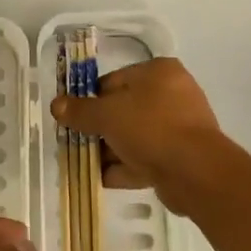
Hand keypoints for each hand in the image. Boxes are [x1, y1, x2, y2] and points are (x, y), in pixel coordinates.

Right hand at [51, 57, 231, 216]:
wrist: (195, 172)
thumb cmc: (150, 128)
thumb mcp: (107, 115)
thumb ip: (80, 111)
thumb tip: (56, 105)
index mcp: (158, 72)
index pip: (114, 81)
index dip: (90, 99)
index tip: (74, 117)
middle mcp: (172, 94)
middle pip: (125, 109)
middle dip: (101, 129)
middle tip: (78, 142)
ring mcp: (180, 126)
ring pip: (136, 135)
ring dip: (112, 150)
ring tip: (86, 164)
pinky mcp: (182, 156)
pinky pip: (148, 156)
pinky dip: (127, 166)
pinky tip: (104, 178)